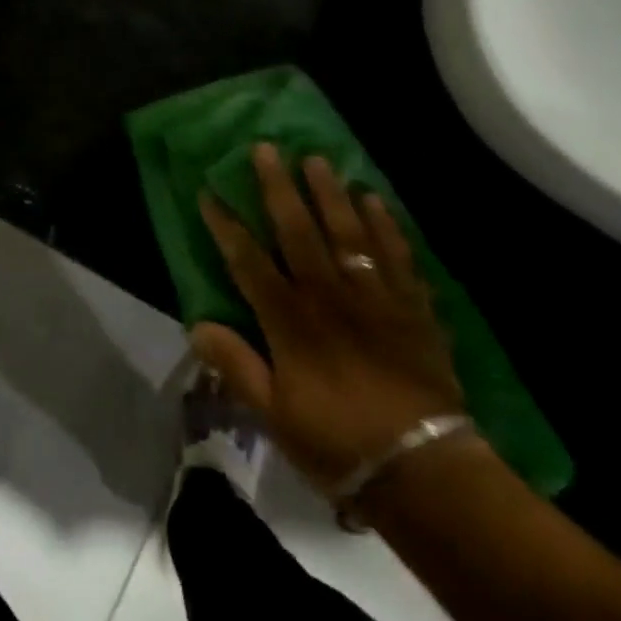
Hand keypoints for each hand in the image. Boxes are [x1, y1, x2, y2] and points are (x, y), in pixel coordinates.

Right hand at [193, 144, 462, 499]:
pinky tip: (374, 199)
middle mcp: (328, 295)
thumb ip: (236, 365)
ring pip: (348, 231)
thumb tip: (196, 325)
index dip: (226, 225)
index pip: (249, 261)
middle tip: (266, 148)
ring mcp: (373, 296)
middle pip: (298, 230)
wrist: (425, 471)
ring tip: (317, 159)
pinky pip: (397, 254)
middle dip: (278, 187)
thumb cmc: (340, 443)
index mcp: (290, 320)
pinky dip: (385, 225)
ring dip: (330, 192)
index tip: (209, 192)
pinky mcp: (411, 306)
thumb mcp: (274, 415)